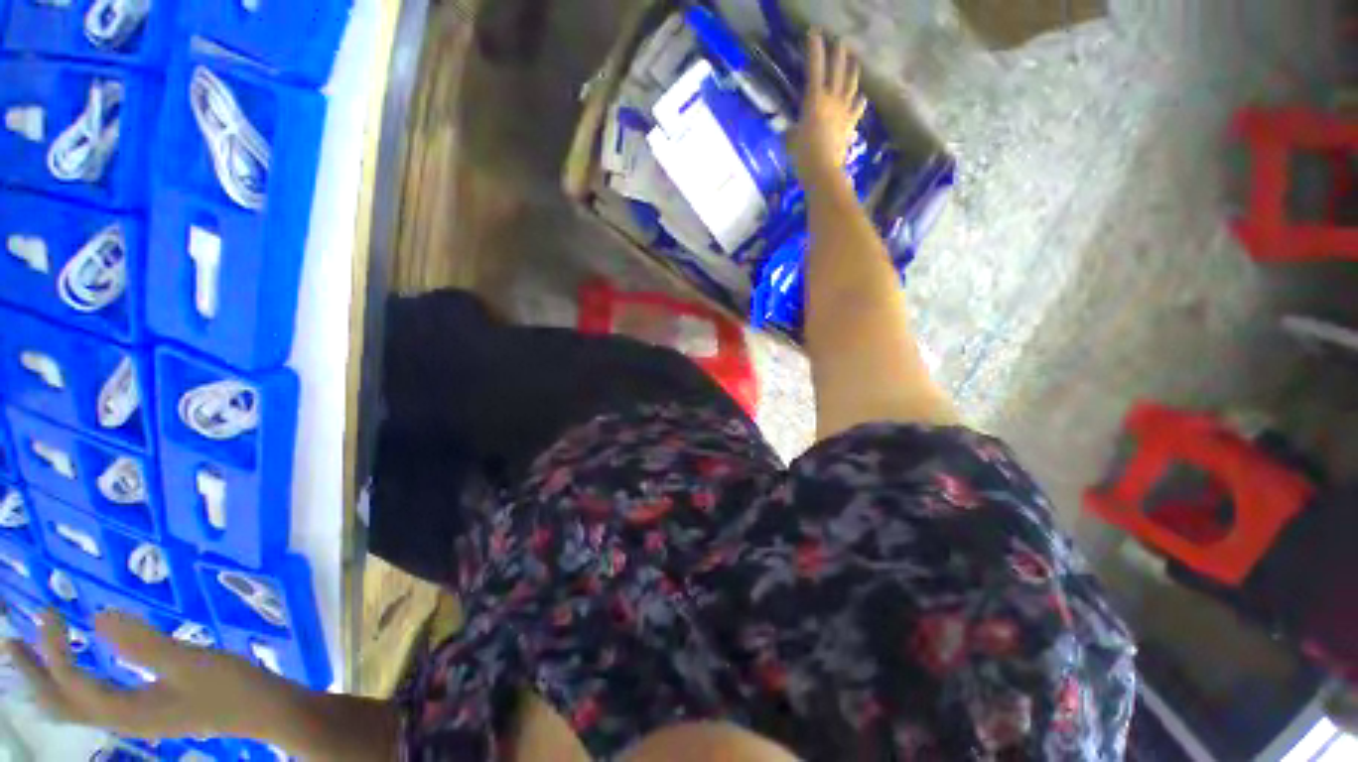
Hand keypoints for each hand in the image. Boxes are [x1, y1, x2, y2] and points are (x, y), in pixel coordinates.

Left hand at [6, 610, 282, 740]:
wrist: (262, 709)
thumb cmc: (228, 685)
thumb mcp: (190, 662)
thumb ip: (144, 643)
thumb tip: (99, 616)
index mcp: (126, 709)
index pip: (73, 680)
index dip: (54, 647)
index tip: (49, 611)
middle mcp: (119, 719)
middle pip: (63, 704)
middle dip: (33, 674)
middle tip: (11, 642)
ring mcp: (132, 719)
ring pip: (74, 708)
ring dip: (47, 684)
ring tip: (32, 657)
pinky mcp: (144, 713)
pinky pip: (92, 705)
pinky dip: (71, 690)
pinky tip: (79, 676)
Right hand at [791, 31, 867, 178]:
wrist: (823, 171)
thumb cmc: (802, 155)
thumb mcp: (791, 139)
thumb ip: (793, 129)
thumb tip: (792, 128)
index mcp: (815, 100)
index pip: (815, 68)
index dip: (814, 49)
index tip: (814, 33)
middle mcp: (832, 100)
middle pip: (838, 70)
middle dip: (838, 53)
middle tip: (839, 41)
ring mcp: (844, 111)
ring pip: (852, 84)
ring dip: (853, 70)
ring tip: (854, 61)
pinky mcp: (849, 125)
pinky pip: (857, 108)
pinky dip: (859, 101)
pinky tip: (861, 97)